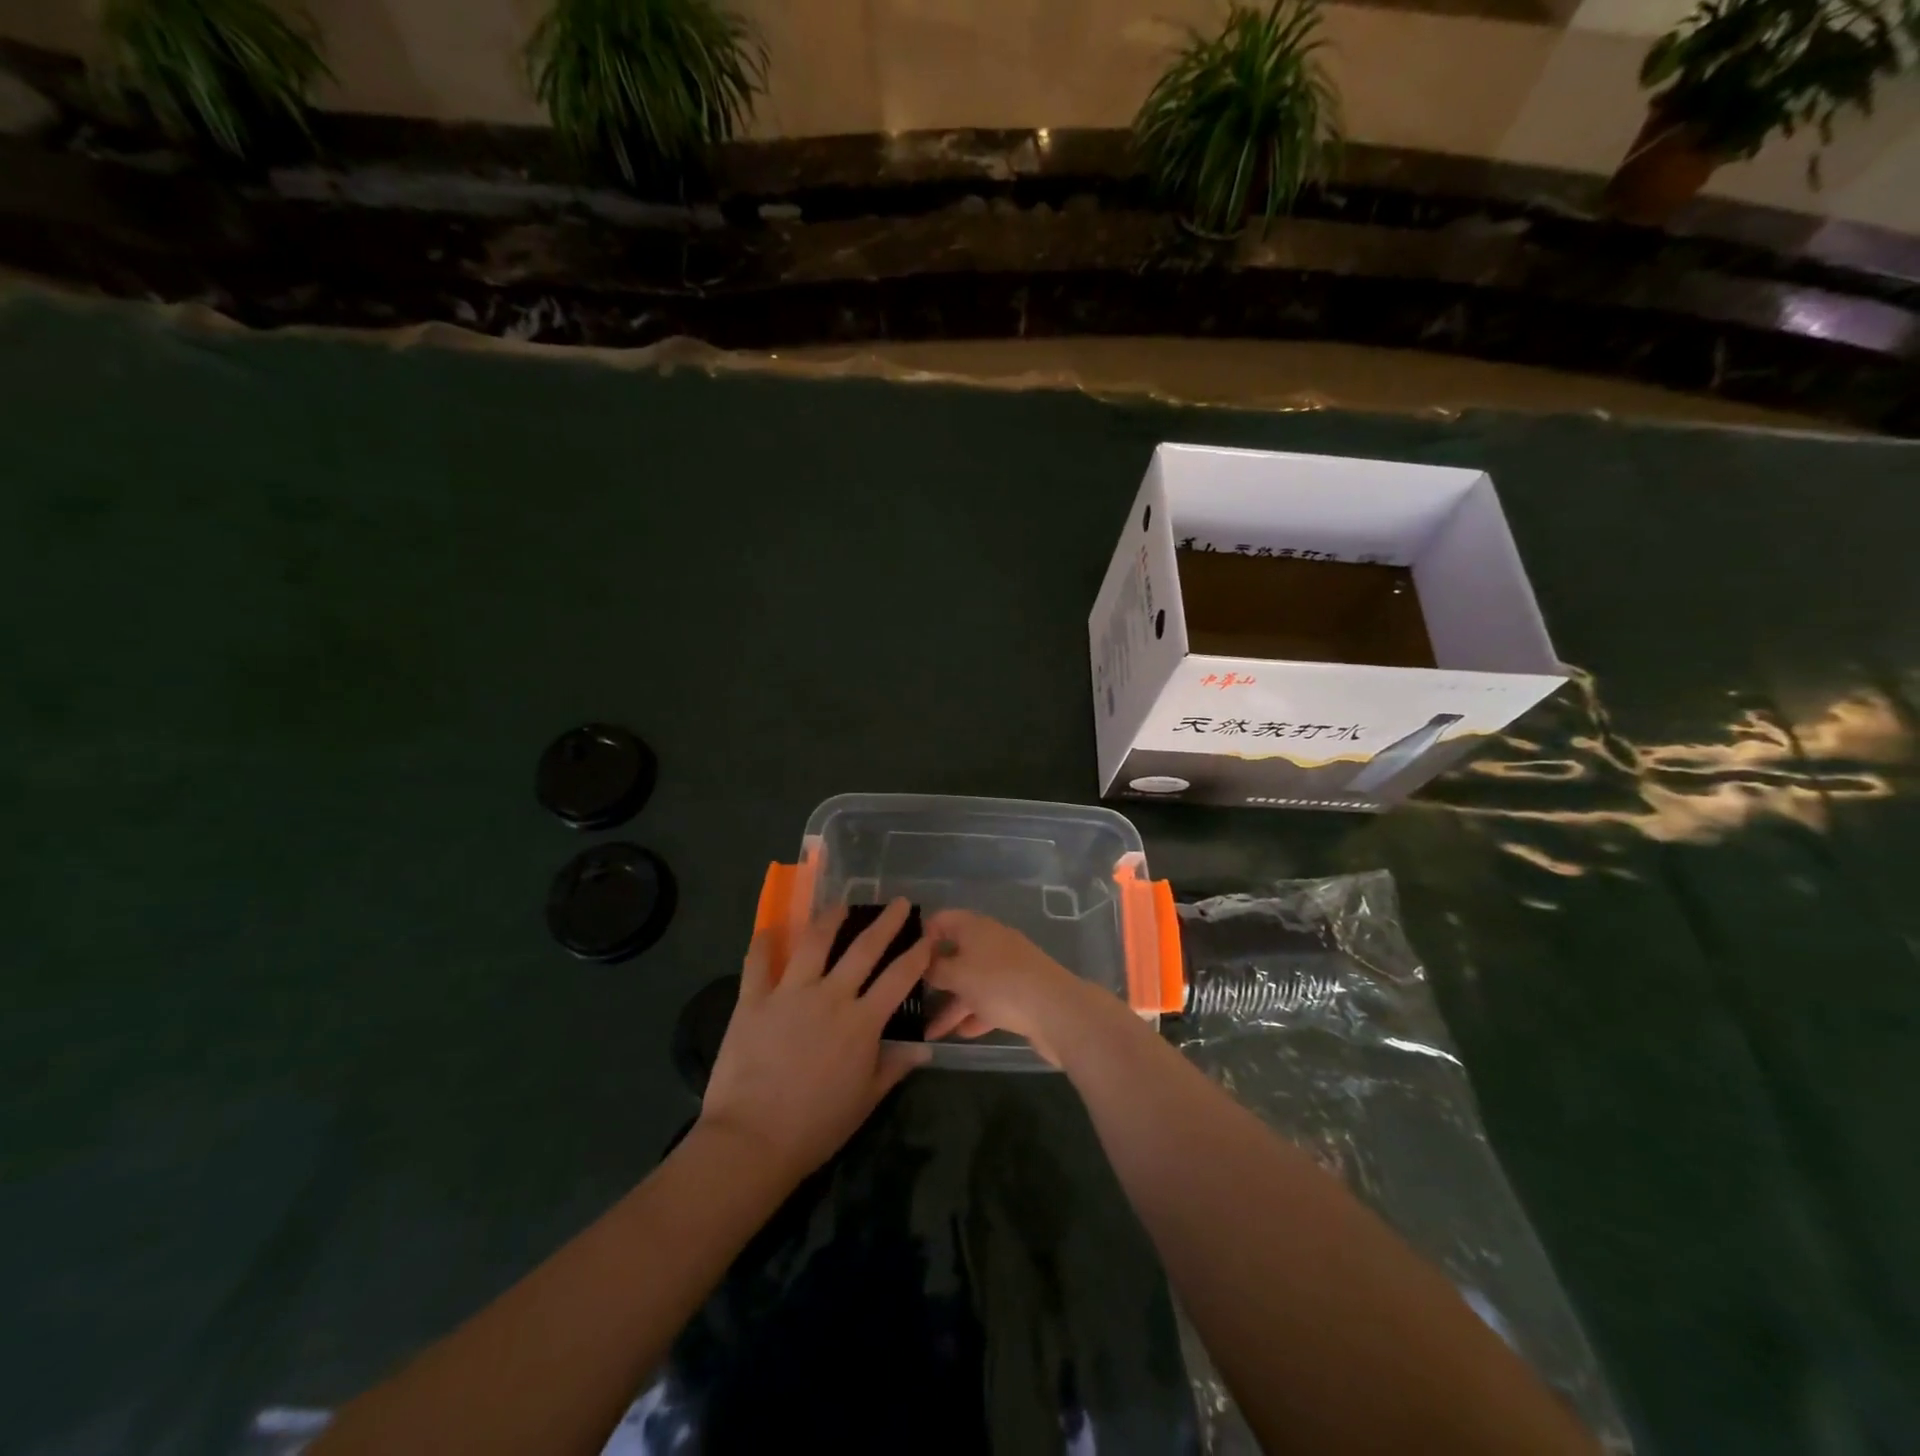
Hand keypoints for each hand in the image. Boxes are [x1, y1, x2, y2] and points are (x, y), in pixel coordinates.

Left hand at [699, 898, 930, 1182]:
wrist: (752, 1140)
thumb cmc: (816, 1127)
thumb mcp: (865, 1101)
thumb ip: (894, 1067)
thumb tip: (924, 1048)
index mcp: (862, 1022)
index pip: (899, 978)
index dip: (917, 955)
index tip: (928, 937)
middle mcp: (830, 996)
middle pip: (864, 949)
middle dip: (885, 923)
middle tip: (899, 903)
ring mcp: (790, 994)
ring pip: (814, 942)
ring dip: (830, 919)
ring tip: (840, 906)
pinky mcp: (754, 1000)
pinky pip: (758, 962)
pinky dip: (764, 943)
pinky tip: (771, 929)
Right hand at [921, 909, 1098, 1066]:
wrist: (1056, 1010)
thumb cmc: (999, 983)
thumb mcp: (958, 974)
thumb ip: (935, 969)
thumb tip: (922, 962)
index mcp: (975, 927)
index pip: (942, 920)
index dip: (922, 935)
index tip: (903, 959)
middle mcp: (991, 942)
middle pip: (956, 953)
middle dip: (934, 976)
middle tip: (910, 996)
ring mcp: (1007, 968)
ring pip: (971, 981)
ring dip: (951, 1003)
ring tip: (928, 1029)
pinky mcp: (1019, 993)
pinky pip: (989, 1001)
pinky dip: (973, 1014)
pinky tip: (957, 1034)